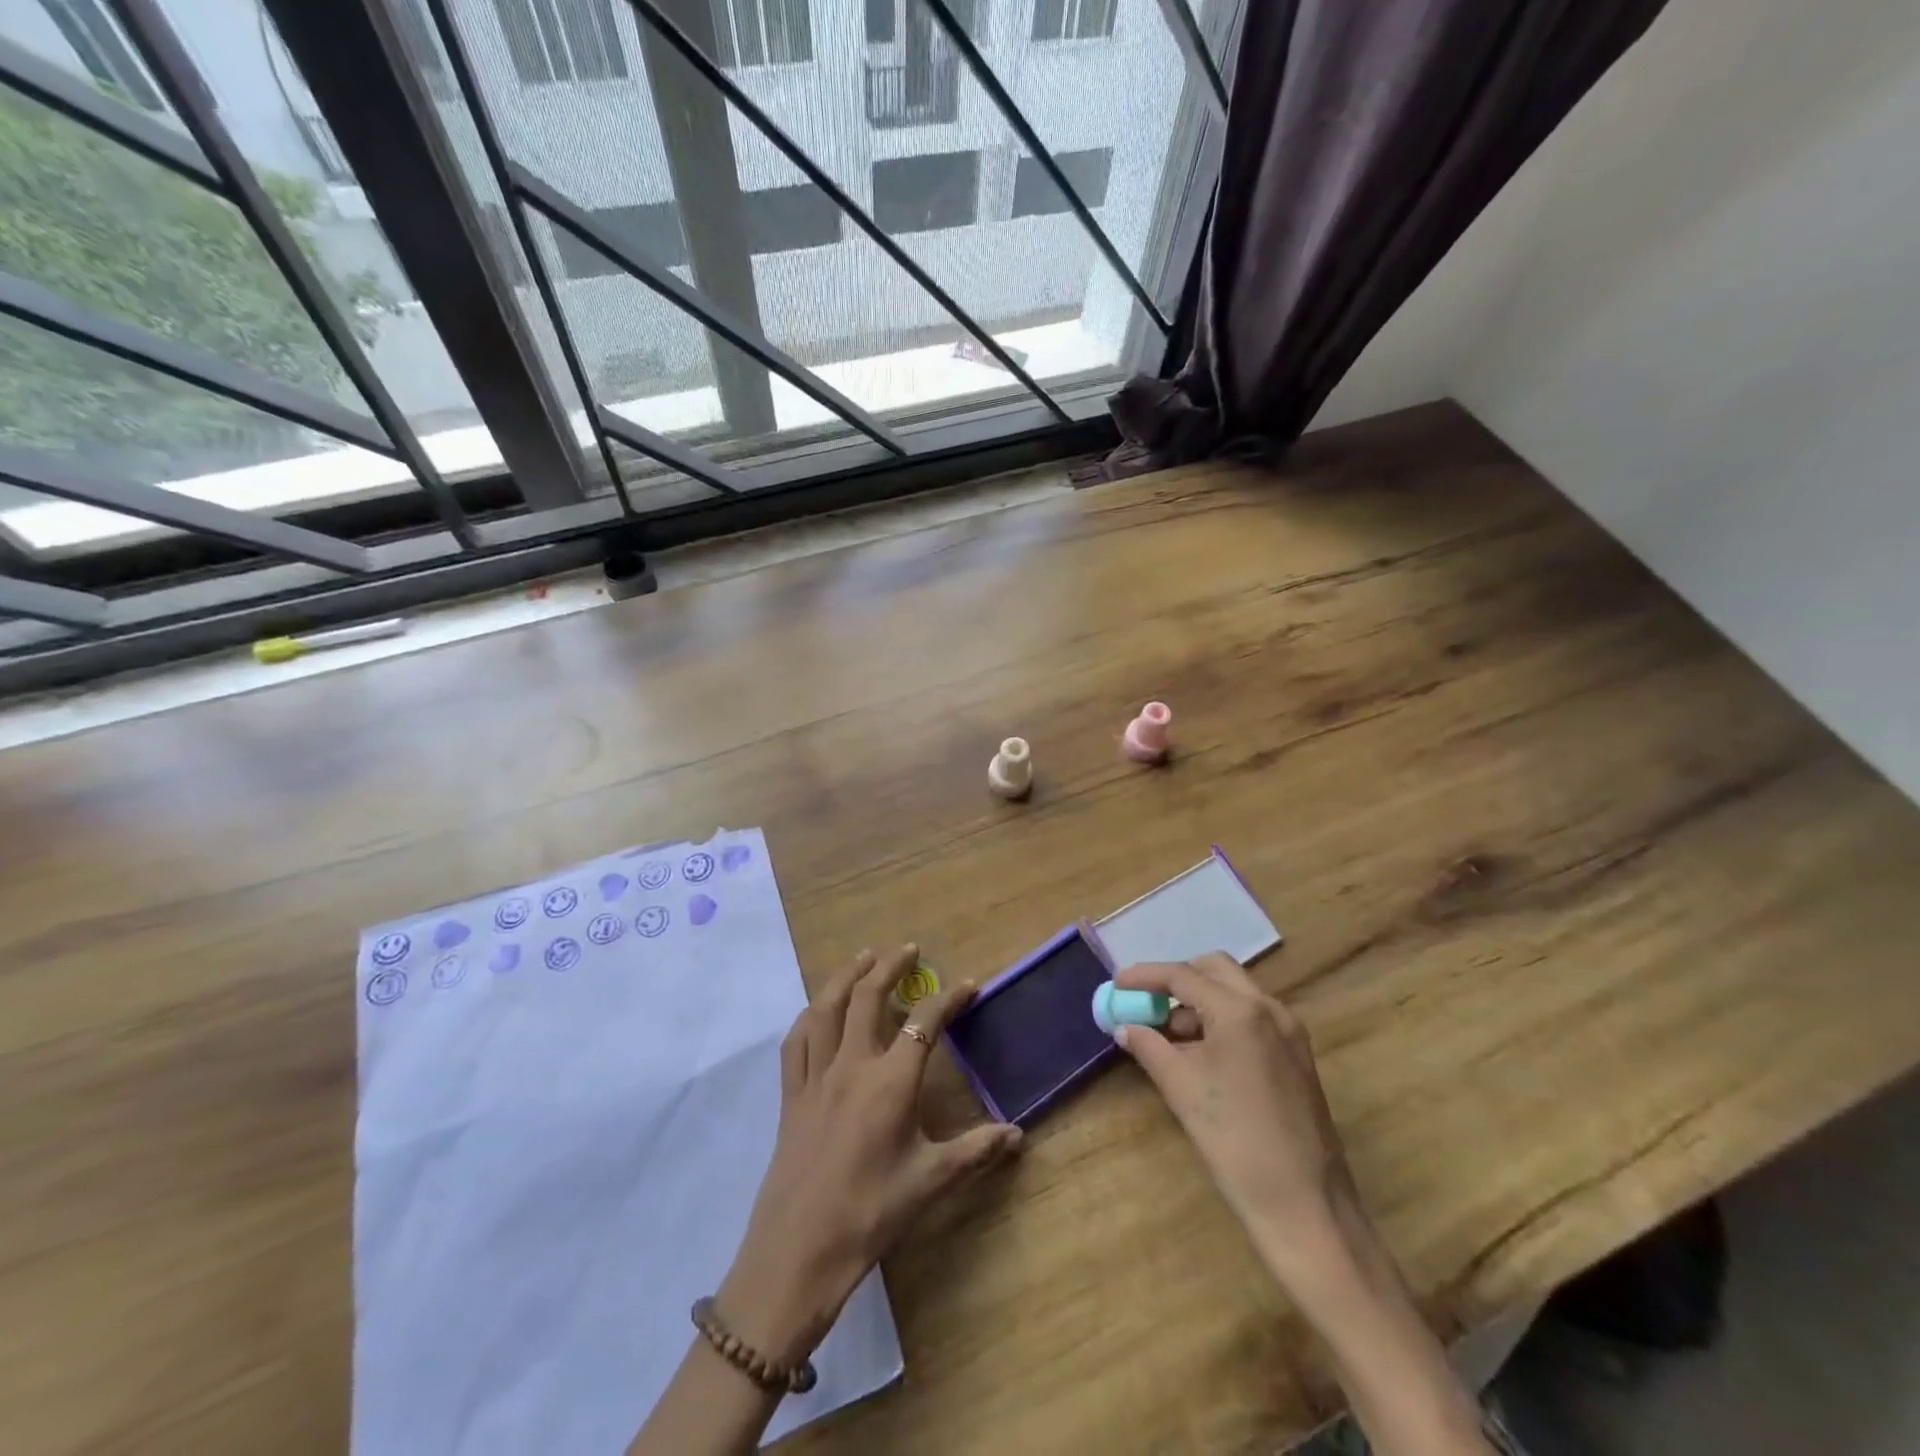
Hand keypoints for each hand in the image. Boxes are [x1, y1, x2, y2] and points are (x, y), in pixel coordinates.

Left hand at [716, 945, 1022, 1365]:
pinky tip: (817, 1009)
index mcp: (891, 1082)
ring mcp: (816, 1076)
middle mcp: (852, 1065)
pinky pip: (797, 1041)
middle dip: (890, 966)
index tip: (967, 985)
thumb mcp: (930, 1181)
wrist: (799, 1252)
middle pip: (868, 997)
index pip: (925, 1023)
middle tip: (908, 949)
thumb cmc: (871, 1213)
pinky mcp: (791, 1094)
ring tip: (864, 958)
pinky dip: (809, 1016)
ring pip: (827, 1008)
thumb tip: (1018, 1135)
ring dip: (847, 976)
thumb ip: (976, 1151)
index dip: (948, 999)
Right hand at [1110, 953, 1361, 1289]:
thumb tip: (1124, 1027)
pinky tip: (1199, 1052)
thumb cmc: (1236, 1142)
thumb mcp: (1182, 1089)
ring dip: (1198, 1002)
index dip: (1144, 976)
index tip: (1116, 983)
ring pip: (1235, 993)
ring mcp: (1289, 1031)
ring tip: (1166, 1035)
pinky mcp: (1297, 1056)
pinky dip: (1220, 1021)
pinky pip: (1251, 1018)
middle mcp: (1270, 1009)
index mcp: (1241, 1011)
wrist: (1307, 1208)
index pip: (1183, 976)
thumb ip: (1149, 1047)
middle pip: (1215, 970)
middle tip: (1146, 1003)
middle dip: (1177, 980)